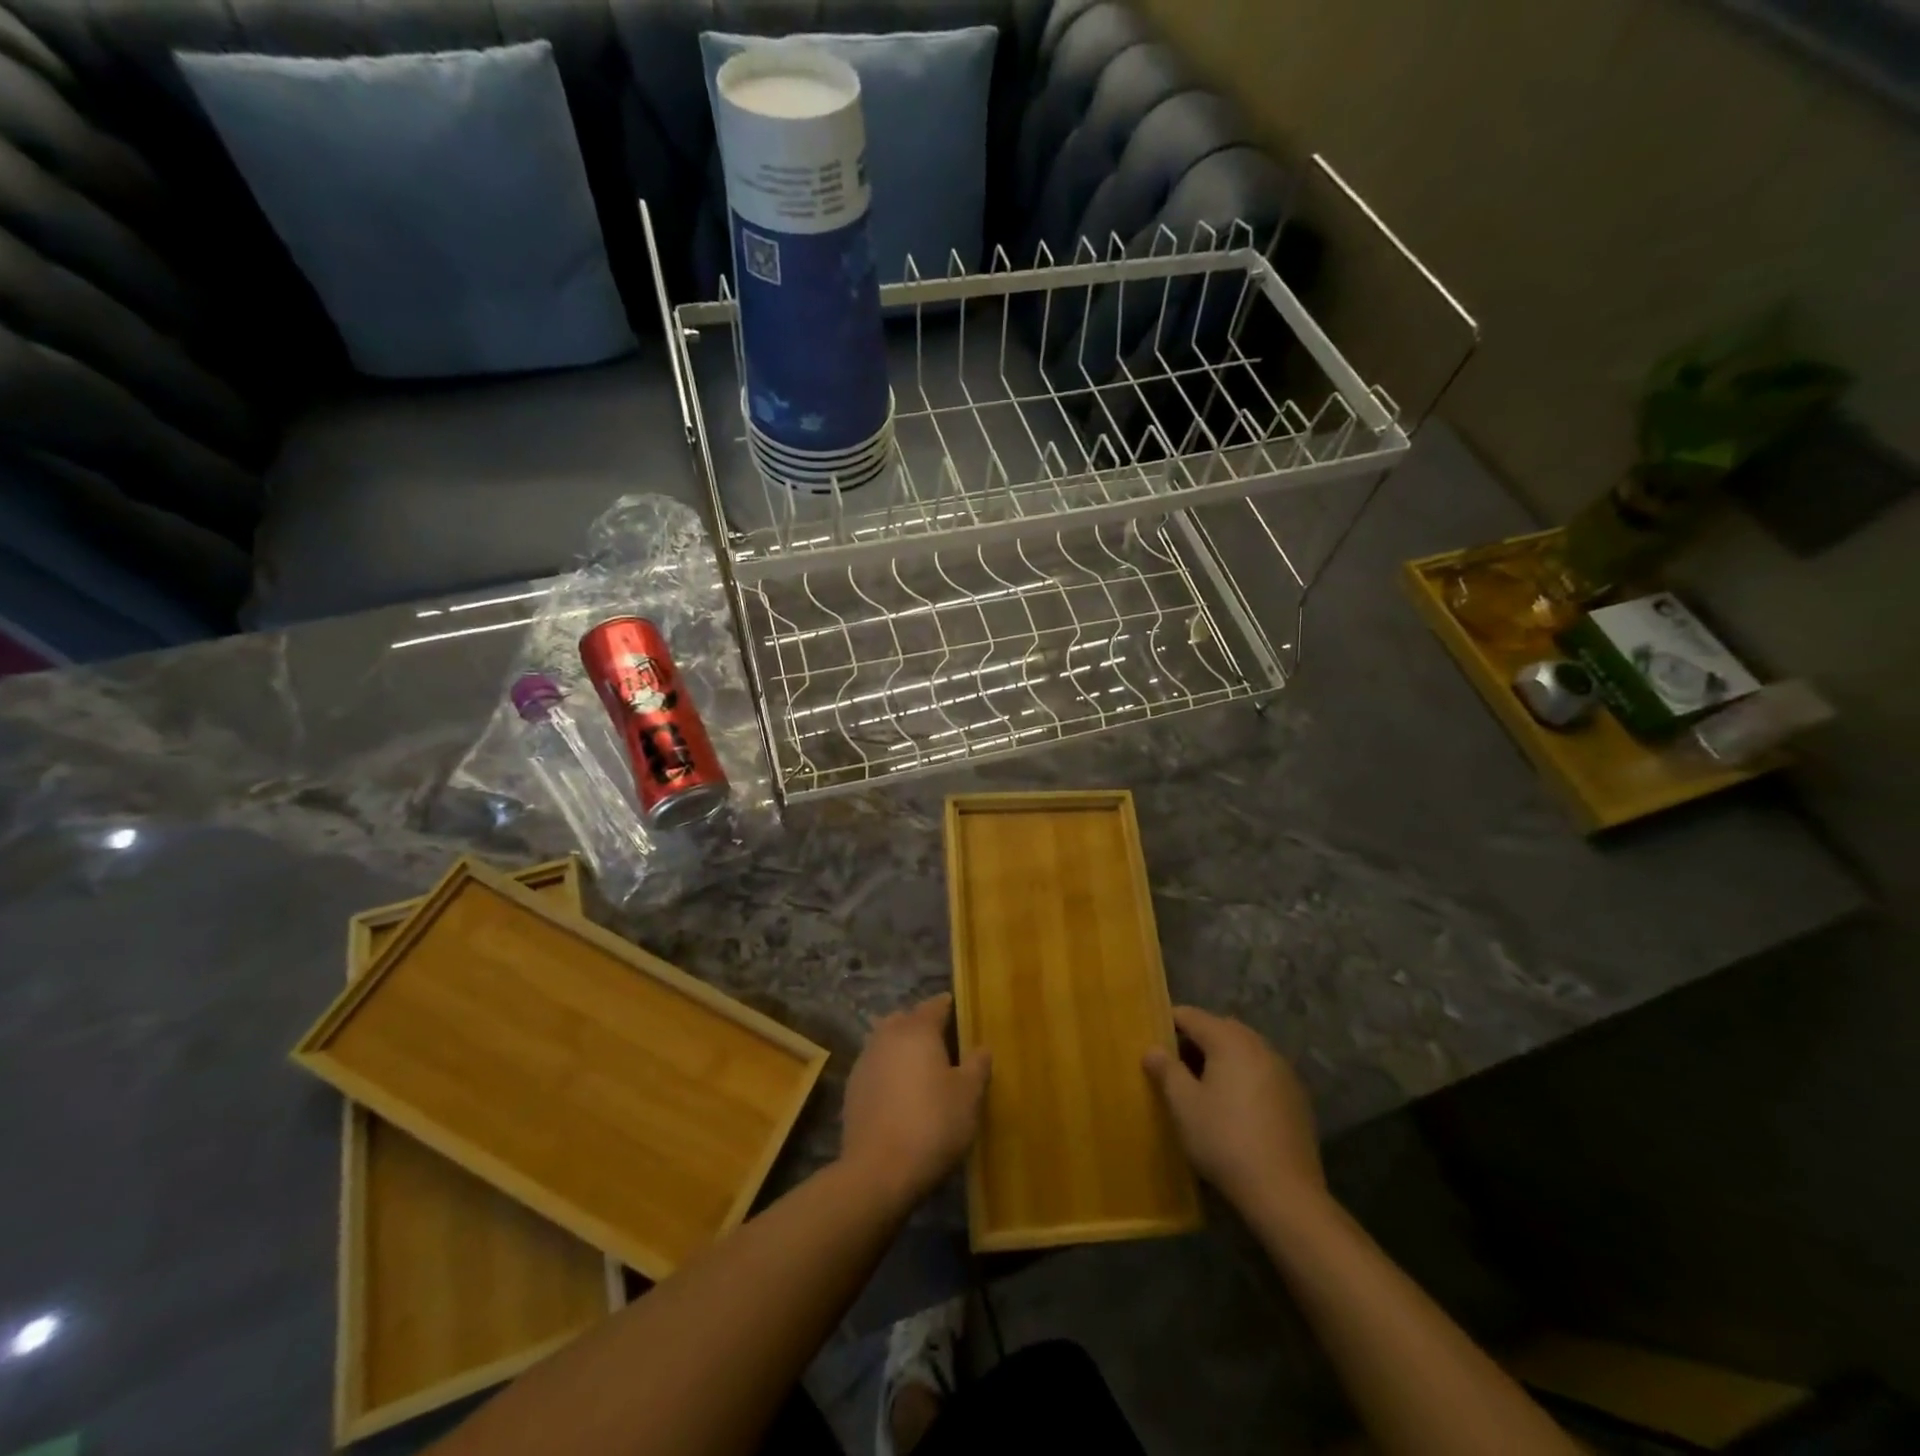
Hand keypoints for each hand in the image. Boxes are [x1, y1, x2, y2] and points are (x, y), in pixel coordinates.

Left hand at [840, 994, 991, 1208]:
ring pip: (885, 1040)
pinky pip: (875, 1066)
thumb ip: (977, 1066)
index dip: (949, 1006)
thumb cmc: (932, 1124)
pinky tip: (899, 1092)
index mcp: (918, 1030)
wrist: (877, 1171)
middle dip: (921, 1024)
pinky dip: (888, 1070)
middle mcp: (887, 1036)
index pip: (935, 1005)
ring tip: (920, 1067)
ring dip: (901, 1046)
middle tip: (942, 1041)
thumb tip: (982, 1047)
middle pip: (905, 1018)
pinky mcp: (852, 1088)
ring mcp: (865, 1061)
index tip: (960, 1011)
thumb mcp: (968, 1096)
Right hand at [1143, 1006, 1324, 1218]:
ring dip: (1221, 1058)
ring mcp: (1283, 1071)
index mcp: (1230, 1040)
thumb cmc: (1224, 1140)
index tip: (1151, 1036)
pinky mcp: (1296, 1098)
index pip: (1192, 1016)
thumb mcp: (1184, 1105)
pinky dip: (1243, 1077)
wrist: (1285, 1193)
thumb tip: (1152, 1049)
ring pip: (1243, 1050)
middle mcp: (1259, 1046)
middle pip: (1220, 1029)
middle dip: (1196, 1039)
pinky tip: (1233, 1106)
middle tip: (1173, 1062)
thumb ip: (1166, 1070)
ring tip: (1201, 1084)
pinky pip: (1261, 1072)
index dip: (1168, 1022)